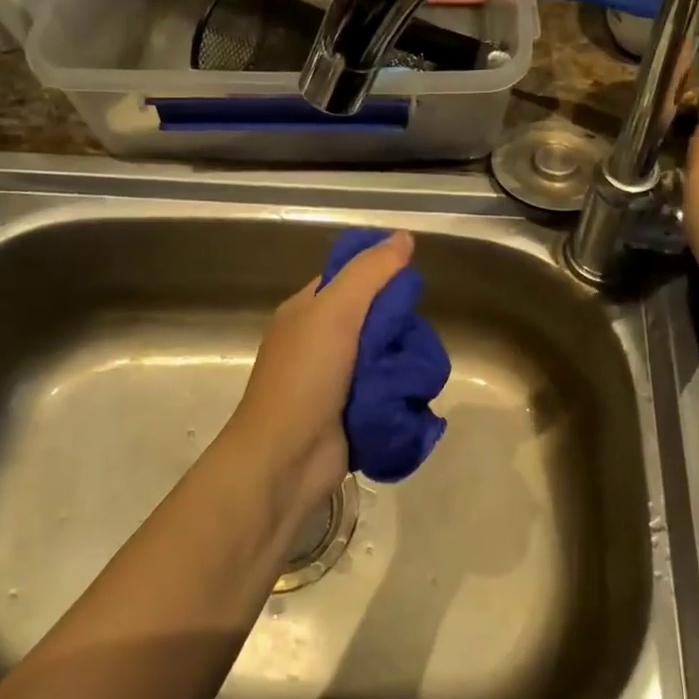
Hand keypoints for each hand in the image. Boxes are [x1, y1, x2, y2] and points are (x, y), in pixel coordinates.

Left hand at [225, 231, 414, 517]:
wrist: (284, 462)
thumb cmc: (304, 378)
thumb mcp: (335, 312)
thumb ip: (370, 273)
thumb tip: (404, 237)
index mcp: (308, 311)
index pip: (351, 278)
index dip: (381, 278)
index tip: (410, 288)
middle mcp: (322, 342)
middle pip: (378, 319)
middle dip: (400, 330)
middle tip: (411, 341)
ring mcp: (338, 381)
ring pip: (388, 358)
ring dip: (405, 367)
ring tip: (414, 377)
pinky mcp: (354, 414)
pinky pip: (390, 393)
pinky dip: (403, 396)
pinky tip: (413, 399)